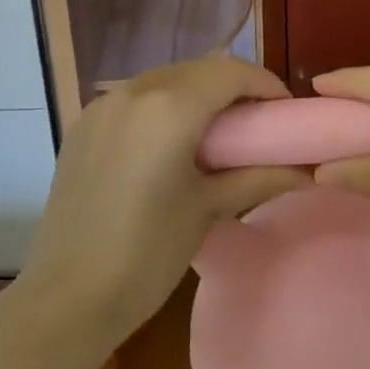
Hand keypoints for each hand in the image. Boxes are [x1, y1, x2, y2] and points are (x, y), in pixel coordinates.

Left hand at [15, 57, 307, 350]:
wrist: (65, 298)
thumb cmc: (146, 255)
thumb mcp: (207, 210)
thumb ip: (257, 177)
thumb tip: (304, 171)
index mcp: (170, 107)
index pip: (231, 72)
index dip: (264, 83)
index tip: (284, 110)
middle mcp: (135, 91)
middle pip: (198, 70)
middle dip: (233, 86)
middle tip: (256, 122)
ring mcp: (103, 104)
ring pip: (165, 79)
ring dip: (197, 92)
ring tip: (216, 131)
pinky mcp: (84, 124)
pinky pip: (135, 97)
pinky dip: (163, 104)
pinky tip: (170, 140)